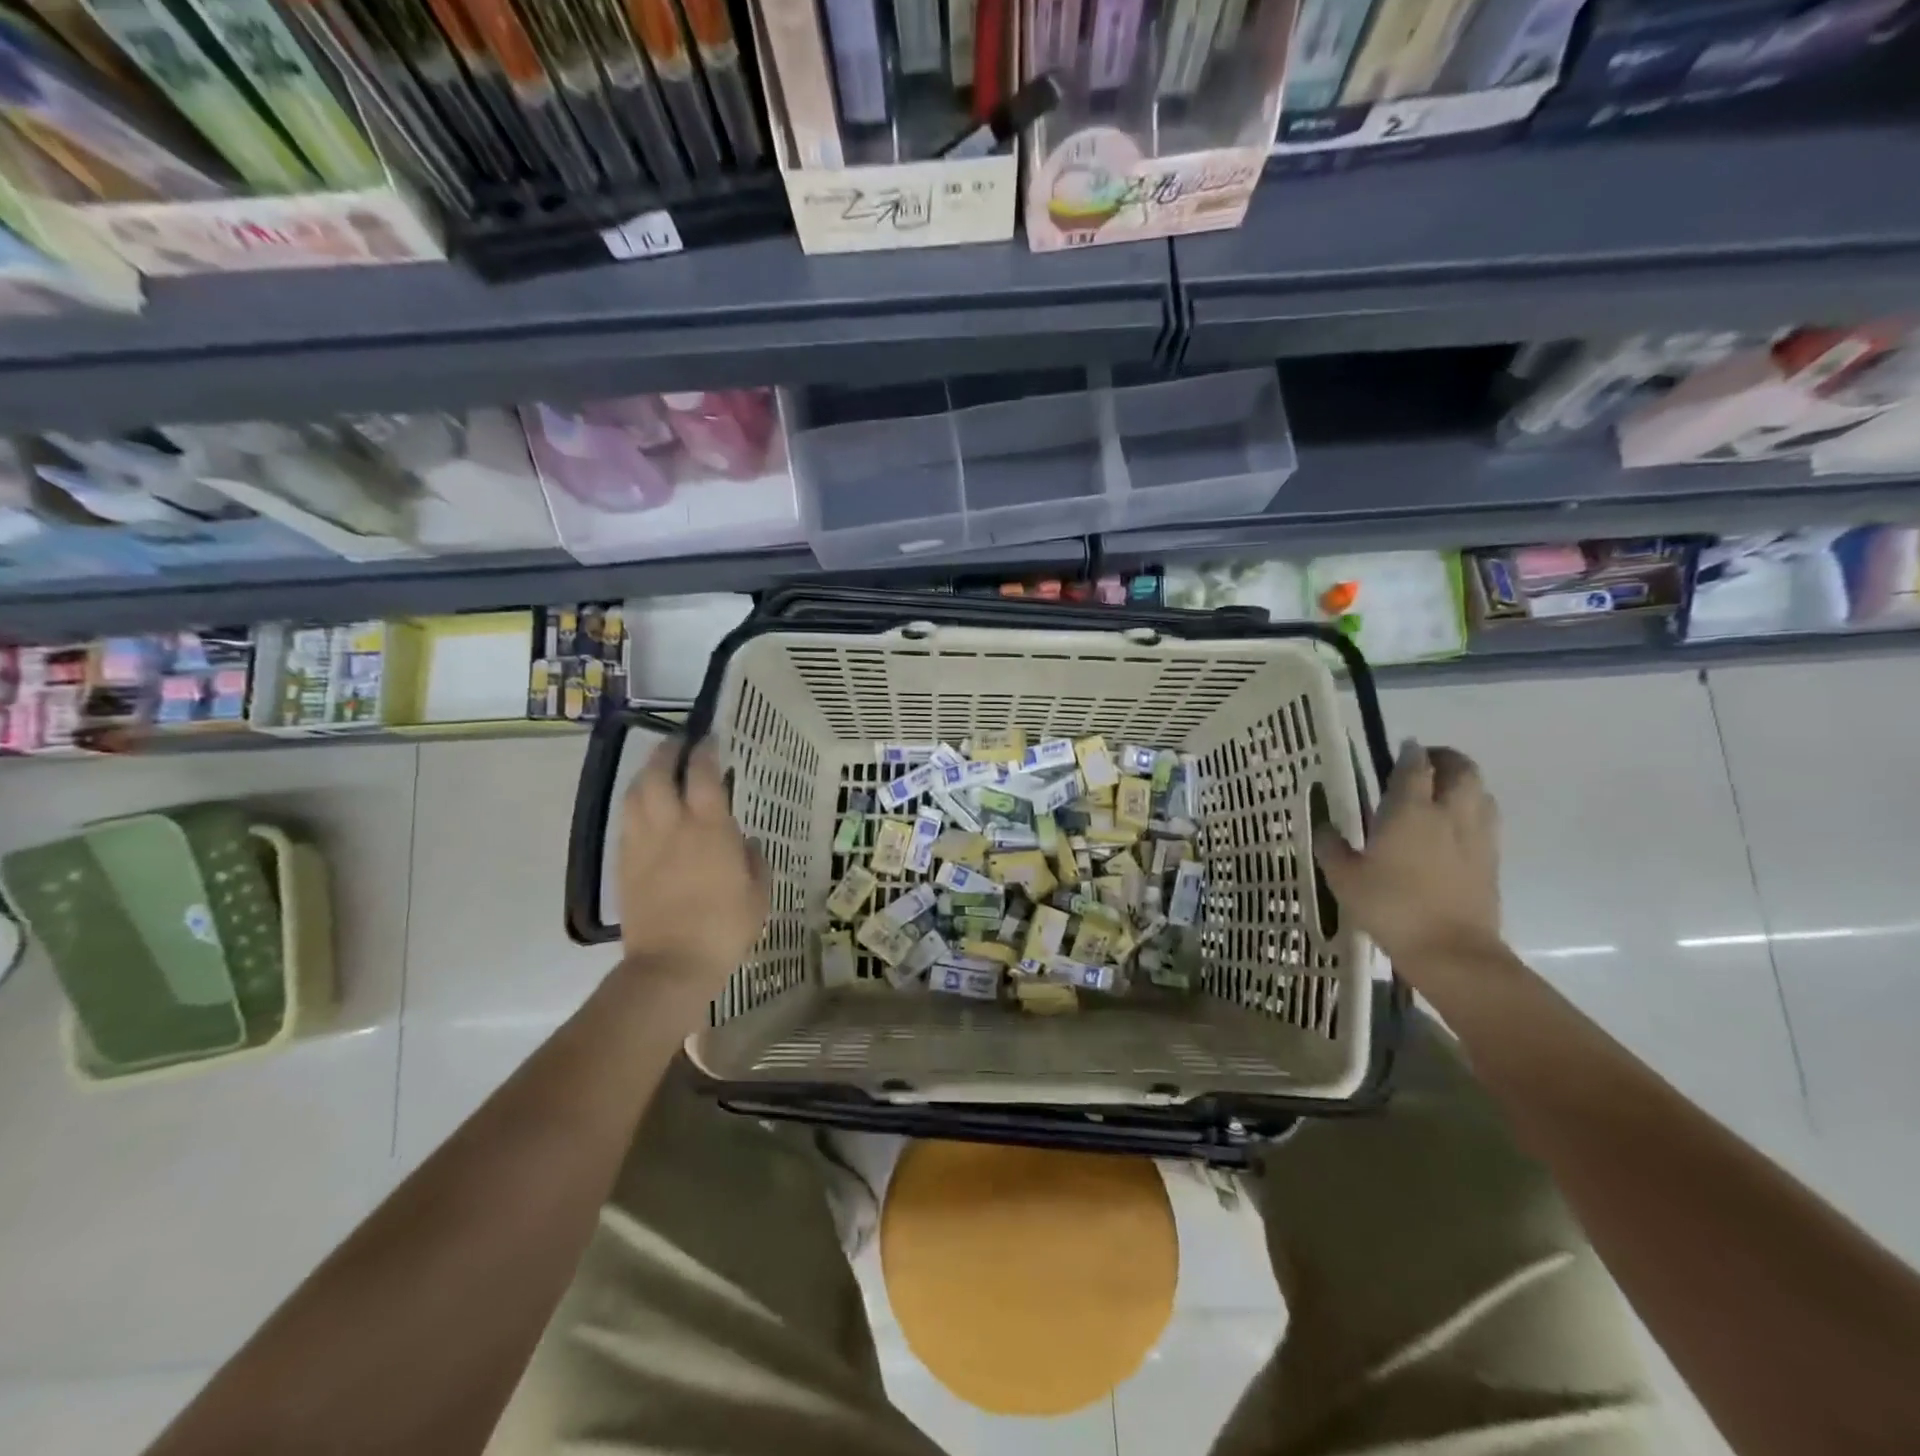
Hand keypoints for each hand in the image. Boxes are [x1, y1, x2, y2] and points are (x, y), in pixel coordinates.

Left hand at [616, 737, 768, 994]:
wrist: (671, 965)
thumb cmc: (725, 928)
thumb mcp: (758, 893)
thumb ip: (752, 860)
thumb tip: (741, 841)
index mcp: (709, 828)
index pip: (703, 774)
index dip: (705, 751)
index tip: (711, 739)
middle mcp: (671, 826)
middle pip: (659, 773)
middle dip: (668, 751)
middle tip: (678, 743)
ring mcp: (642, 843)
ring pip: (635, 793)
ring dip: (646, 774)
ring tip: (658, 770)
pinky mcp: (624, 864)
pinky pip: (626, 821)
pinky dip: (636, 804)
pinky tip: (644, 808)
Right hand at [1315, 741, 1502, 973]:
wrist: (1451, 951)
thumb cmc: (1390, 907)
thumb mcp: (1344, 878)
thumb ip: (1332, 847)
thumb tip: (1325, 827)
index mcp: (1410, 810)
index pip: (1414, 766)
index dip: (1408, 753)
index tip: (1399, 749)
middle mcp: (1448, 813)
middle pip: (1461, 769)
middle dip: (1444, 758)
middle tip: (1423, 764)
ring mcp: (1476, 836)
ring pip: (1481, 792)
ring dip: (1463, 783)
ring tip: (1441, 792)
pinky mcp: (1491, 860)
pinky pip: (1486, 819)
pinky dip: (1472, 810)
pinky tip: (1453, 828)